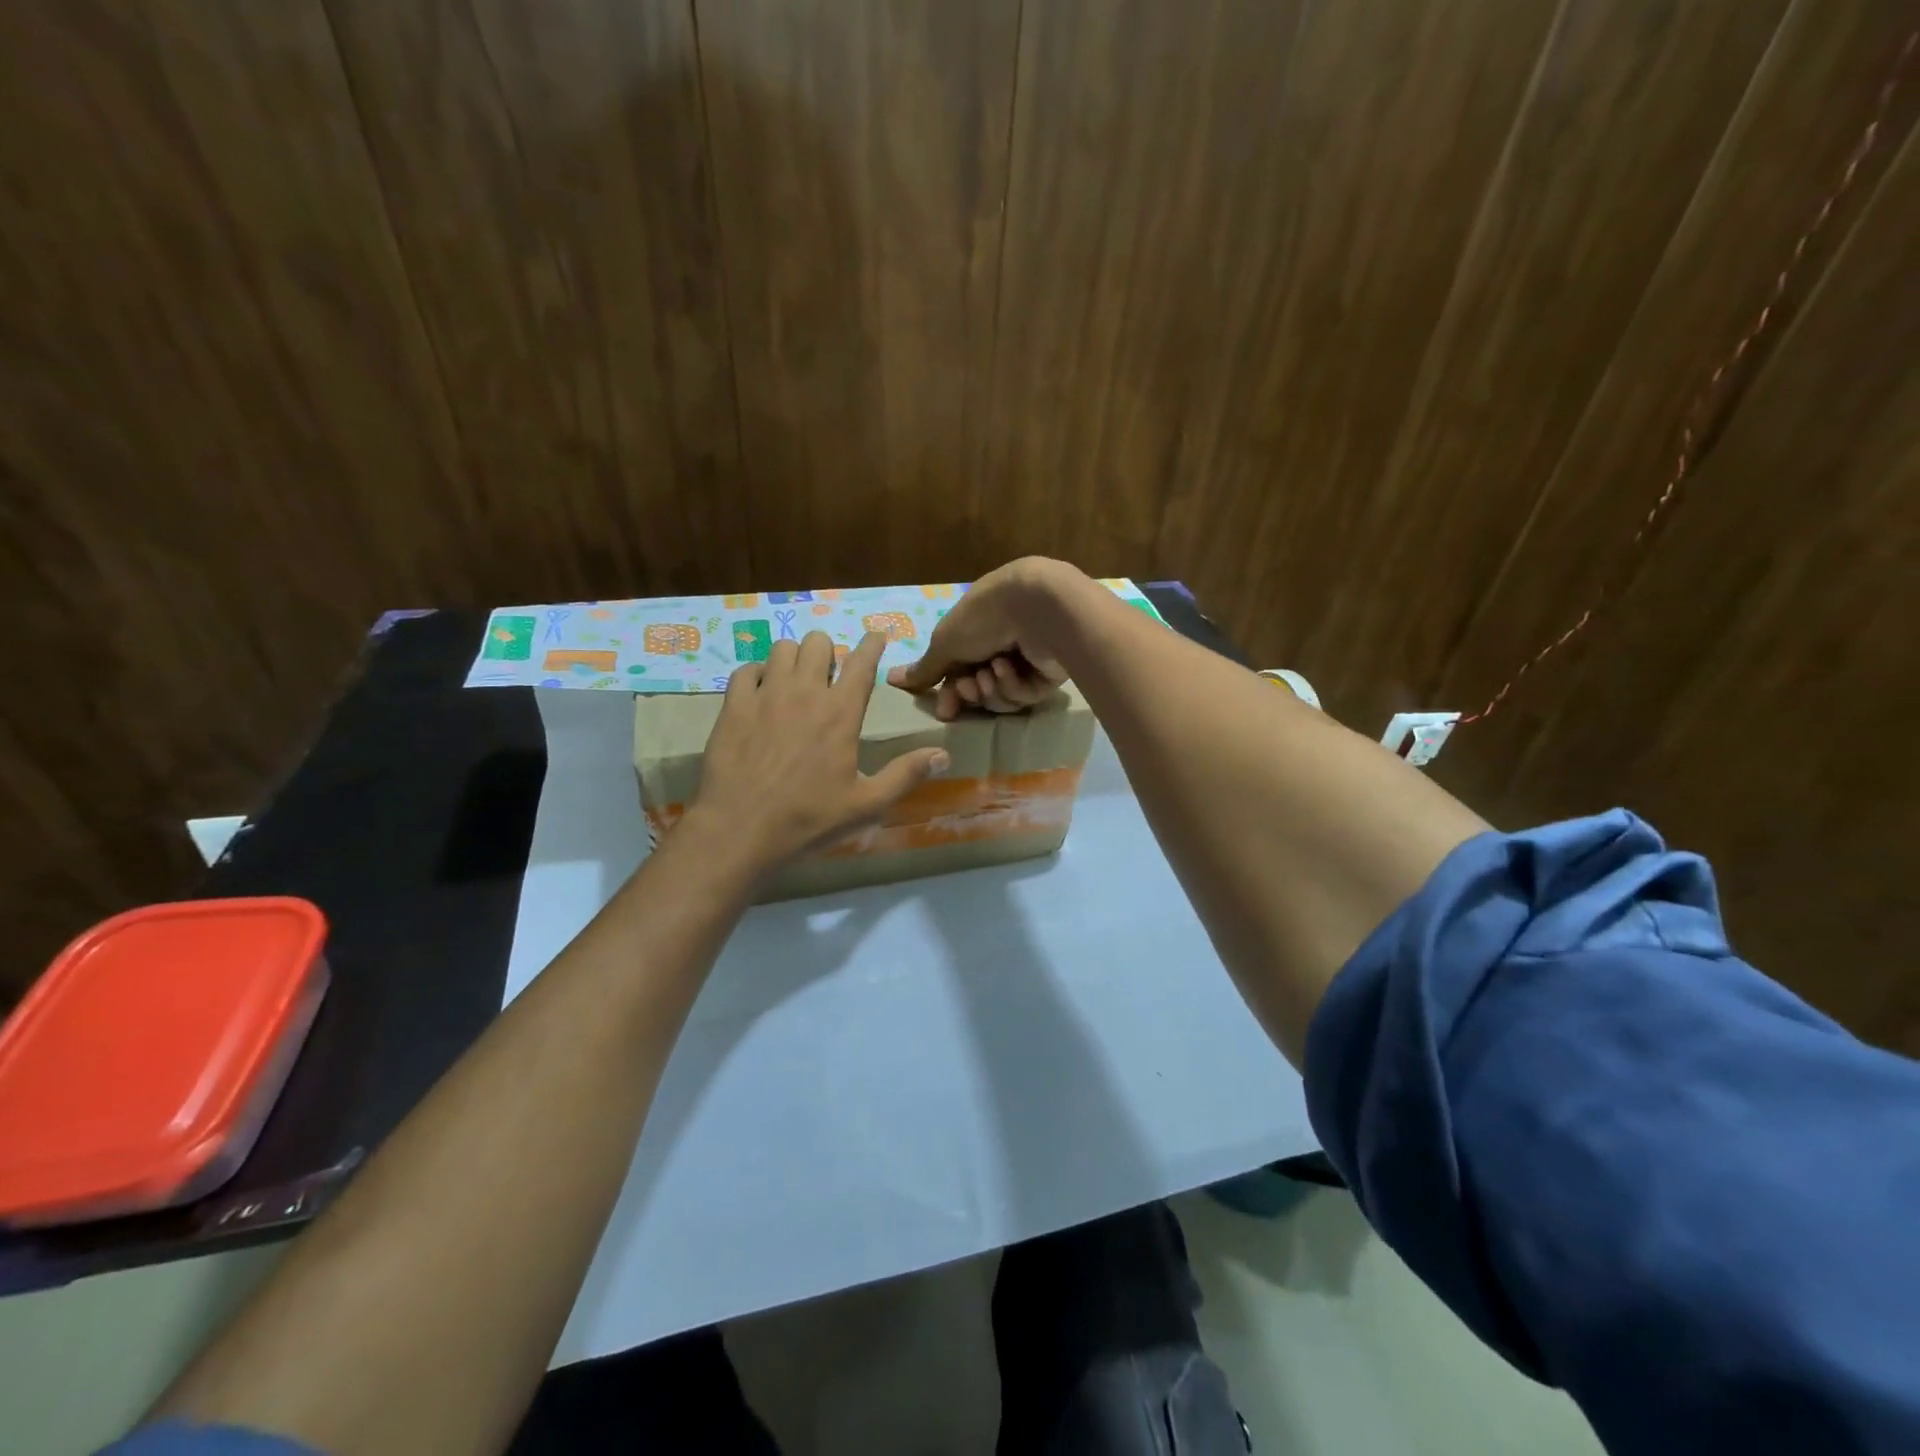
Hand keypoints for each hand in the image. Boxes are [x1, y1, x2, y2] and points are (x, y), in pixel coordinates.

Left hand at [692, 630, 949, 868]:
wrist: (741, 829)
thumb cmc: (809, 818)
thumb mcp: (867, 804)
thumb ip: (906, 775)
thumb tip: (944, 755)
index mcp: (841, 713)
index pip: (862, 663)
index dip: (872, 644)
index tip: (876, 636)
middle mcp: (804, 693)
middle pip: (818, 643)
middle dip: (828, 651)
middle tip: (828, 675)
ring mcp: (765, 696)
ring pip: (781, 649)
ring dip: (794, 658)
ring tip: (795, 680)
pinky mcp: (734, 707)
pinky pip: (745, 670)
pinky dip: (757, 674)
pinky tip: (760, 692)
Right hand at [887, 558, 1074, 719]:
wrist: (1036, 608)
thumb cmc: (983, 618)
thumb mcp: (945, 642)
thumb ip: (924, 668)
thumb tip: (891, 678)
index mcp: (976, 631)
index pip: (958, 671)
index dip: (950, 693)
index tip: (945, 710)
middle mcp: (1001, 644)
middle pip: (979, 688)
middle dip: (970, 692)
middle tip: (969, 686)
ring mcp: (1026, 661)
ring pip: (1001, 696)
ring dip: (991, 688)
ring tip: (992, 671)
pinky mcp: (1048, 676)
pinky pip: (1023, 696)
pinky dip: (1012, 685)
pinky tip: (1010, 668)